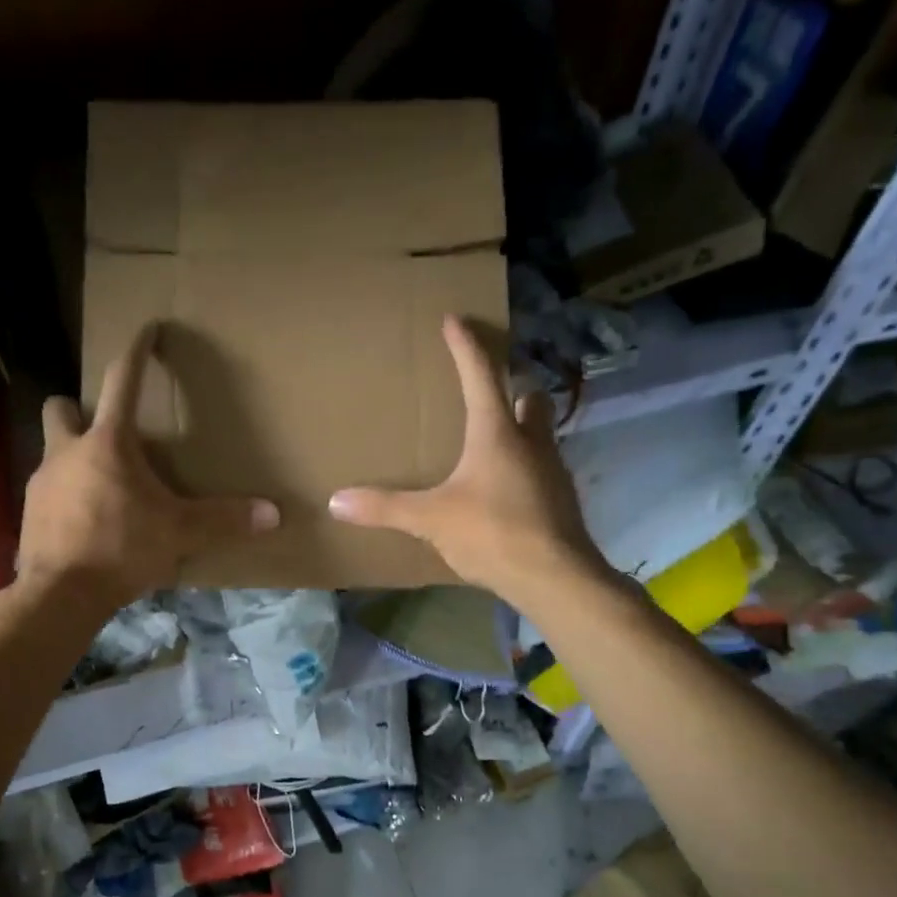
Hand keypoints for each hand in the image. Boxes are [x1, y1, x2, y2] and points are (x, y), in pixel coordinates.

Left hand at [17, 327, 279, 610]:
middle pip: (63, 406)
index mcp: (108, 443)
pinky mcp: (29, 513)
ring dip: (74, 457)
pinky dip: (66, 496)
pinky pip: (48, 491)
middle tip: (106, 431)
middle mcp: (67, 451)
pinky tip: (84, 522)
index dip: (137, 350)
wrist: (61, 594)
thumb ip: (223, 520)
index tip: (147, 329)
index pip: (124, 381)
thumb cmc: (121, 550)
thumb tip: (274, 514)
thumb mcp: (179, 533)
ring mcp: (41, 482)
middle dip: (80, 408)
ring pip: (53, 451)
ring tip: (102, 487)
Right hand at [328, 315, 608, 602]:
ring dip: (521, 427)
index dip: (465, 347)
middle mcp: (530, 442)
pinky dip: (525, 466)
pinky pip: (542, 468)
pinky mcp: (560, 499)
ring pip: (540, 433)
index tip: (455, 320)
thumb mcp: (430, 519)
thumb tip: (336, 501)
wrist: (553, 577)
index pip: (480, 376)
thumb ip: (384, 508)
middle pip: (528, 398)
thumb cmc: (491, 533)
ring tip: (494, 442)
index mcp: (496, 433)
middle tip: (490, 392)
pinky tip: (505, 489)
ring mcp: (552, 470)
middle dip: (512, 388)